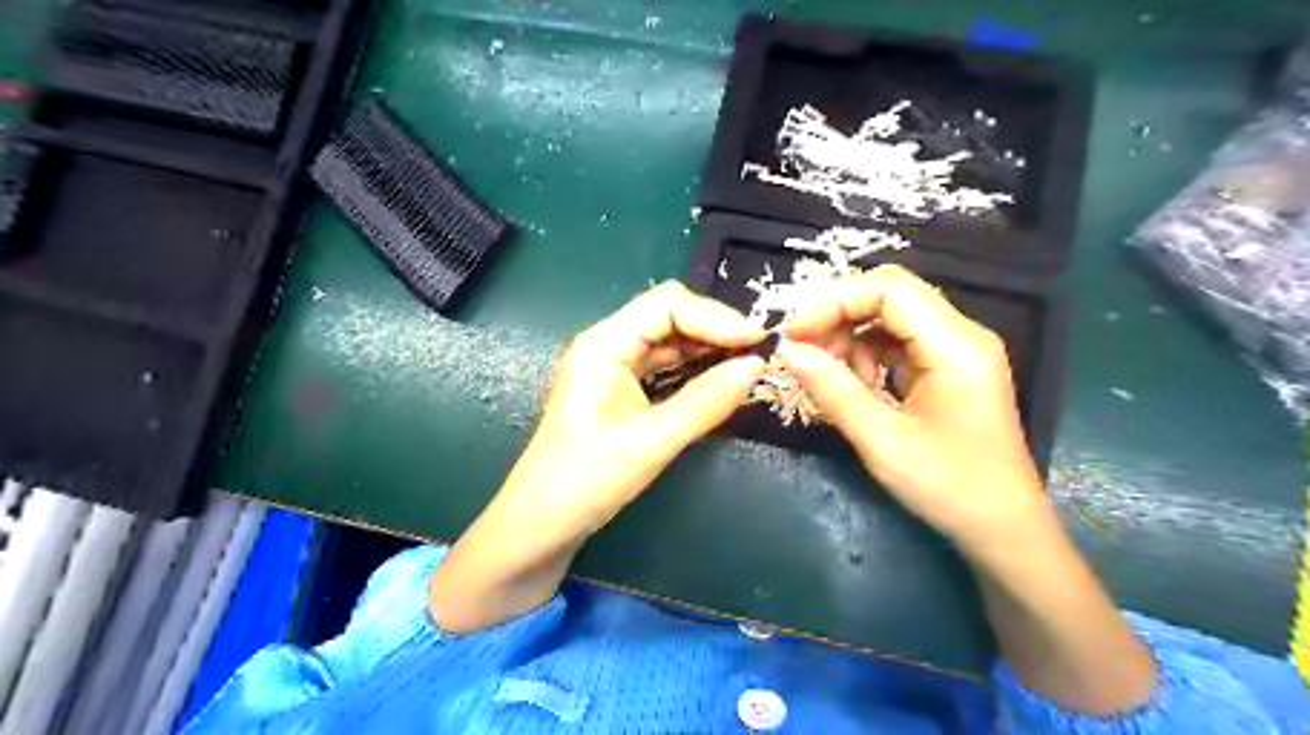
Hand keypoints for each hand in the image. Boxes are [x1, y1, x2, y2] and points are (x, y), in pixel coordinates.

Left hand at [432, 281, 769, 632]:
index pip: (666, 304)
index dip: (715, 317)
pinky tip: (722, 382)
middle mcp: (609, 346)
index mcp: (603, 344)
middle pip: (670, 318)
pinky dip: (697, 372)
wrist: (541, 528)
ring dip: (710, 350)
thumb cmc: (584, 482)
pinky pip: (667, 370)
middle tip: (760, 353)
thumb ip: (705, 402)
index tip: (757, 341)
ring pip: (671, 344)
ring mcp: (615, 370)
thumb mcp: (650, 442)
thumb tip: (757, 366)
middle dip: (716, 331)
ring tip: (749, 365)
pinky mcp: (624, 394)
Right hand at [775, 266, 1154, 713]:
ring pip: (889, 318)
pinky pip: (896, 344)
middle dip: (838, 317)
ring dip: (849, 339)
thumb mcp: (883, 442)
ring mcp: (955, 351)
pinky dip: (866, 357)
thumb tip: (788, 351)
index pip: (889, 289)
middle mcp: (960, 336)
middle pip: (889, 296)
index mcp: (955, 346)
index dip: (834, 301)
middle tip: (802, 352)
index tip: (794, 334)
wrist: (1003, 530)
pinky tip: (855, 388)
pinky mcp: (946, 369)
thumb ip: (834, 391)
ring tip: (828, 378)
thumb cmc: (950, 489)